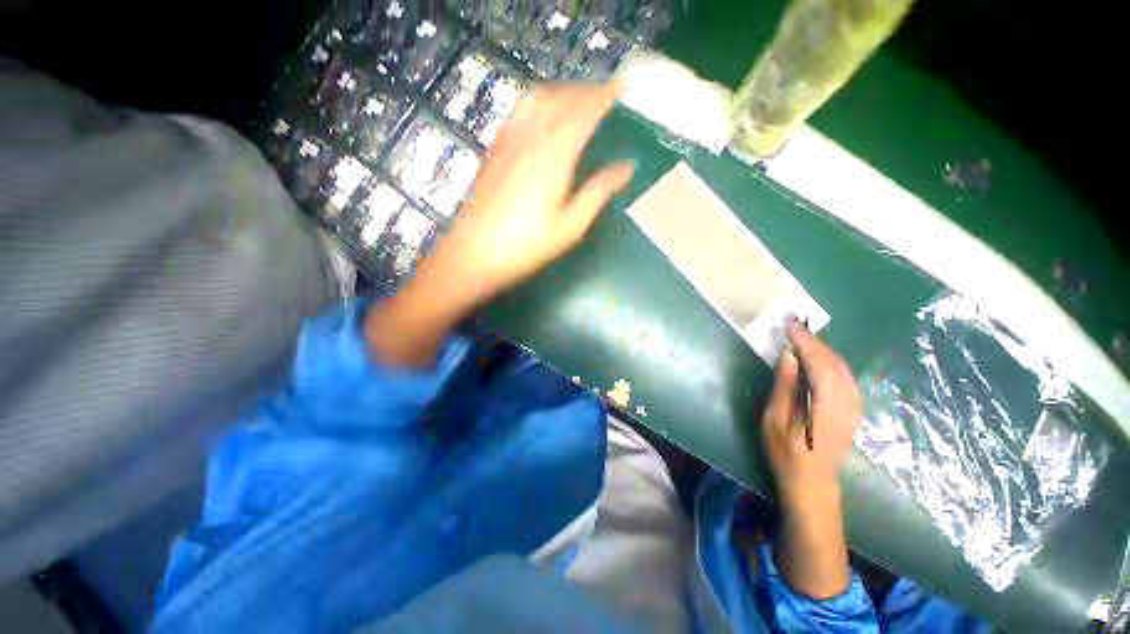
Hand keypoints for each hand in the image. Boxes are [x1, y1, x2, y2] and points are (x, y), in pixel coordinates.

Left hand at [365, 83, 632, 367]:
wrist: (476, 252)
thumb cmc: (528, 245)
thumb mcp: (571, 225)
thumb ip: (599, 192)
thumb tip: (627, 168)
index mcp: (555, 153)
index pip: (585, 110)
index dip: (606, 95)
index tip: (623, 87)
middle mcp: (531, 135)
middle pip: (562, 97)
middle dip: (587, 90)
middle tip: (606, 95)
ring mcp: (509, 139)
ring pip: (539, 98)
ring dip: (563, 92)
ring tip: (578, 101)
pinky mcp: (495, 148)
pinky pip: (520, 111)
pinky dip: (539, 102)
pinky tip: (543, 116)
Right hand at [761, 317, 861, 498]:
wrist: (813, 483)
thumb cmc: (786, 452)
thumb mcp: (775, 419)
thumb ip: (783, 386)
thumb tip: (788, 356)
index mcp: (825, 404)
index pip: (818, 362)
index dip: (804, 340)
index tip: (789, 323)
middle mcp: (846, 402)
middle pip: (834, 362)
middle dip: (814, 341)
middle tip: (793, 326)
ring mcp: (853, 407)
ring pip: (843, 368)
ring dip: (823, 349)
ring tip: (802, 338)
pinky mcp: (853, 410)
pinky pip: (846, 377)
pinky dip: (831, 361)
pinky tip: (818, 359)